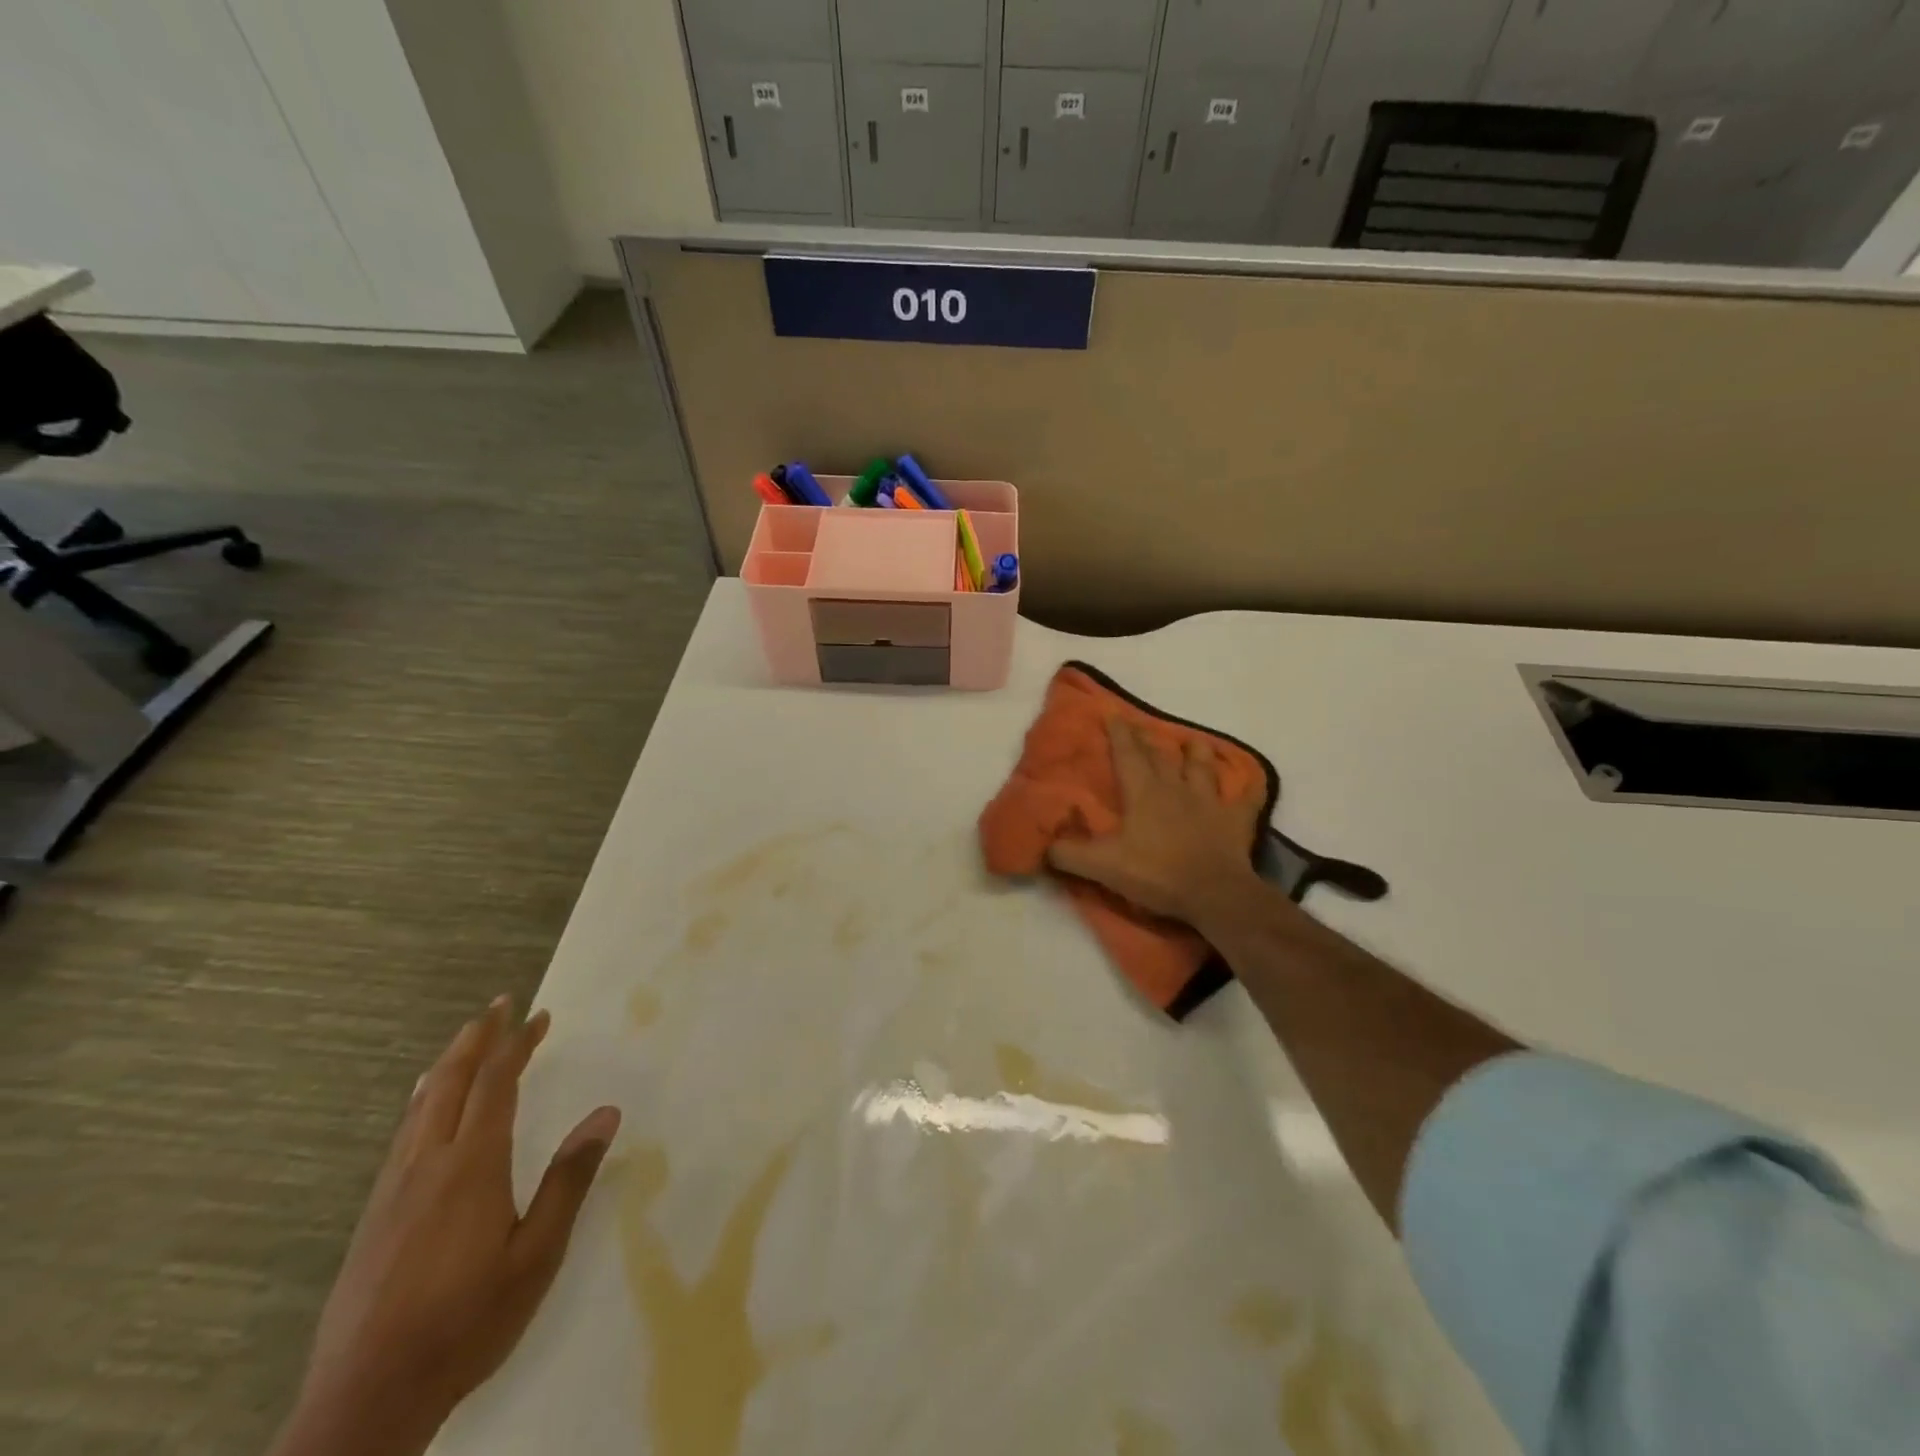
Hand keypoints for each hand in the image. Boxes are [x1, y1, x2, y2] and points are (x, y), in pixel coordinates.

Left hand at [276, 998, 620, 1455]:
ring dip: (448, 1064)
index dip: (518, 1044)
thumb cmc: (467, 1322)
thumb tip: (606, 1113)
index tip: (540, 1015)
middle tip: (500, 1005)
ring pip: (418, 1105)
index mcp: (471, 1166)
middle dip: (477, 1038)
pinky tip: (423, 1108)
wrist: (366, 1401)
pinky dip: (422, 1099)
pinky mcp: (373, 1215)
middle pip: (448, 1081)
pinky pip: (402, 1133)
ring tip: (468, 1040)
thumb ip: (569, 1180)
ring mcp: (393, 1189)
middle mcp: (427, 1164)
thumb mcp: (537, 1255)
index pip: (496, 1084)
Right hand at [1047, 715, 1266, 926]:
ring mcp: (1209, 802)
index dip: (1118, 732)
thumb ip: (1069, 854)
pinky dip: (1247, 791)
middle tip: (1140, 725)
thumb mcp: (1102, 866)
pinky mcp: (1235, 821)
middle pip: (1160, 755)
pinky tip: (1251, 784)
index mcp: (1144, 793)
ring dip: (1196, 753)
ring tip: (1192, 742)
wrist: (1214, 893)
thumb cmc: (1156, 873)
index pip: (1127, 754)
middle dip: (1147, 739)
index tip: (1112, 712)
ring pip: (1203, 767)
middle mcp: (1176, 788)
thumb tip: (1043, 846)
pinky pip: (1245, 799)